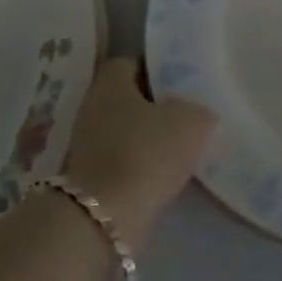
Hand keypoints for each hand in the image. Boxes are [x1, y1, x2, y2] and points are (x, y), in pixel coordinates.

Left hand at [61, 58, 215, 246]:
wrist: (106, 217)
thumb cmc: (147, 152)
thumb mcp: (191, 121)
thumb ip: (196, 109)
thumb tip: (194, 112)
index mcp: (110, 84)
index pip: (129, 63)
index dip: (154, 68)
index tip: (179, 80)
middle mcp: (91, 108)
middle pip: (125, 98)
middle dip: (151, 105)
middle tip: (183, 112)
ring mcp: (84, 146)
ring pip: (122, 131)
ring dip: (144, 138)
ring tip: (177, 146)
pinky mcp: (87, 180)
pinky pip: (119, 161)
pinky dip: (138, 165)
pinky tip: (161, 174)